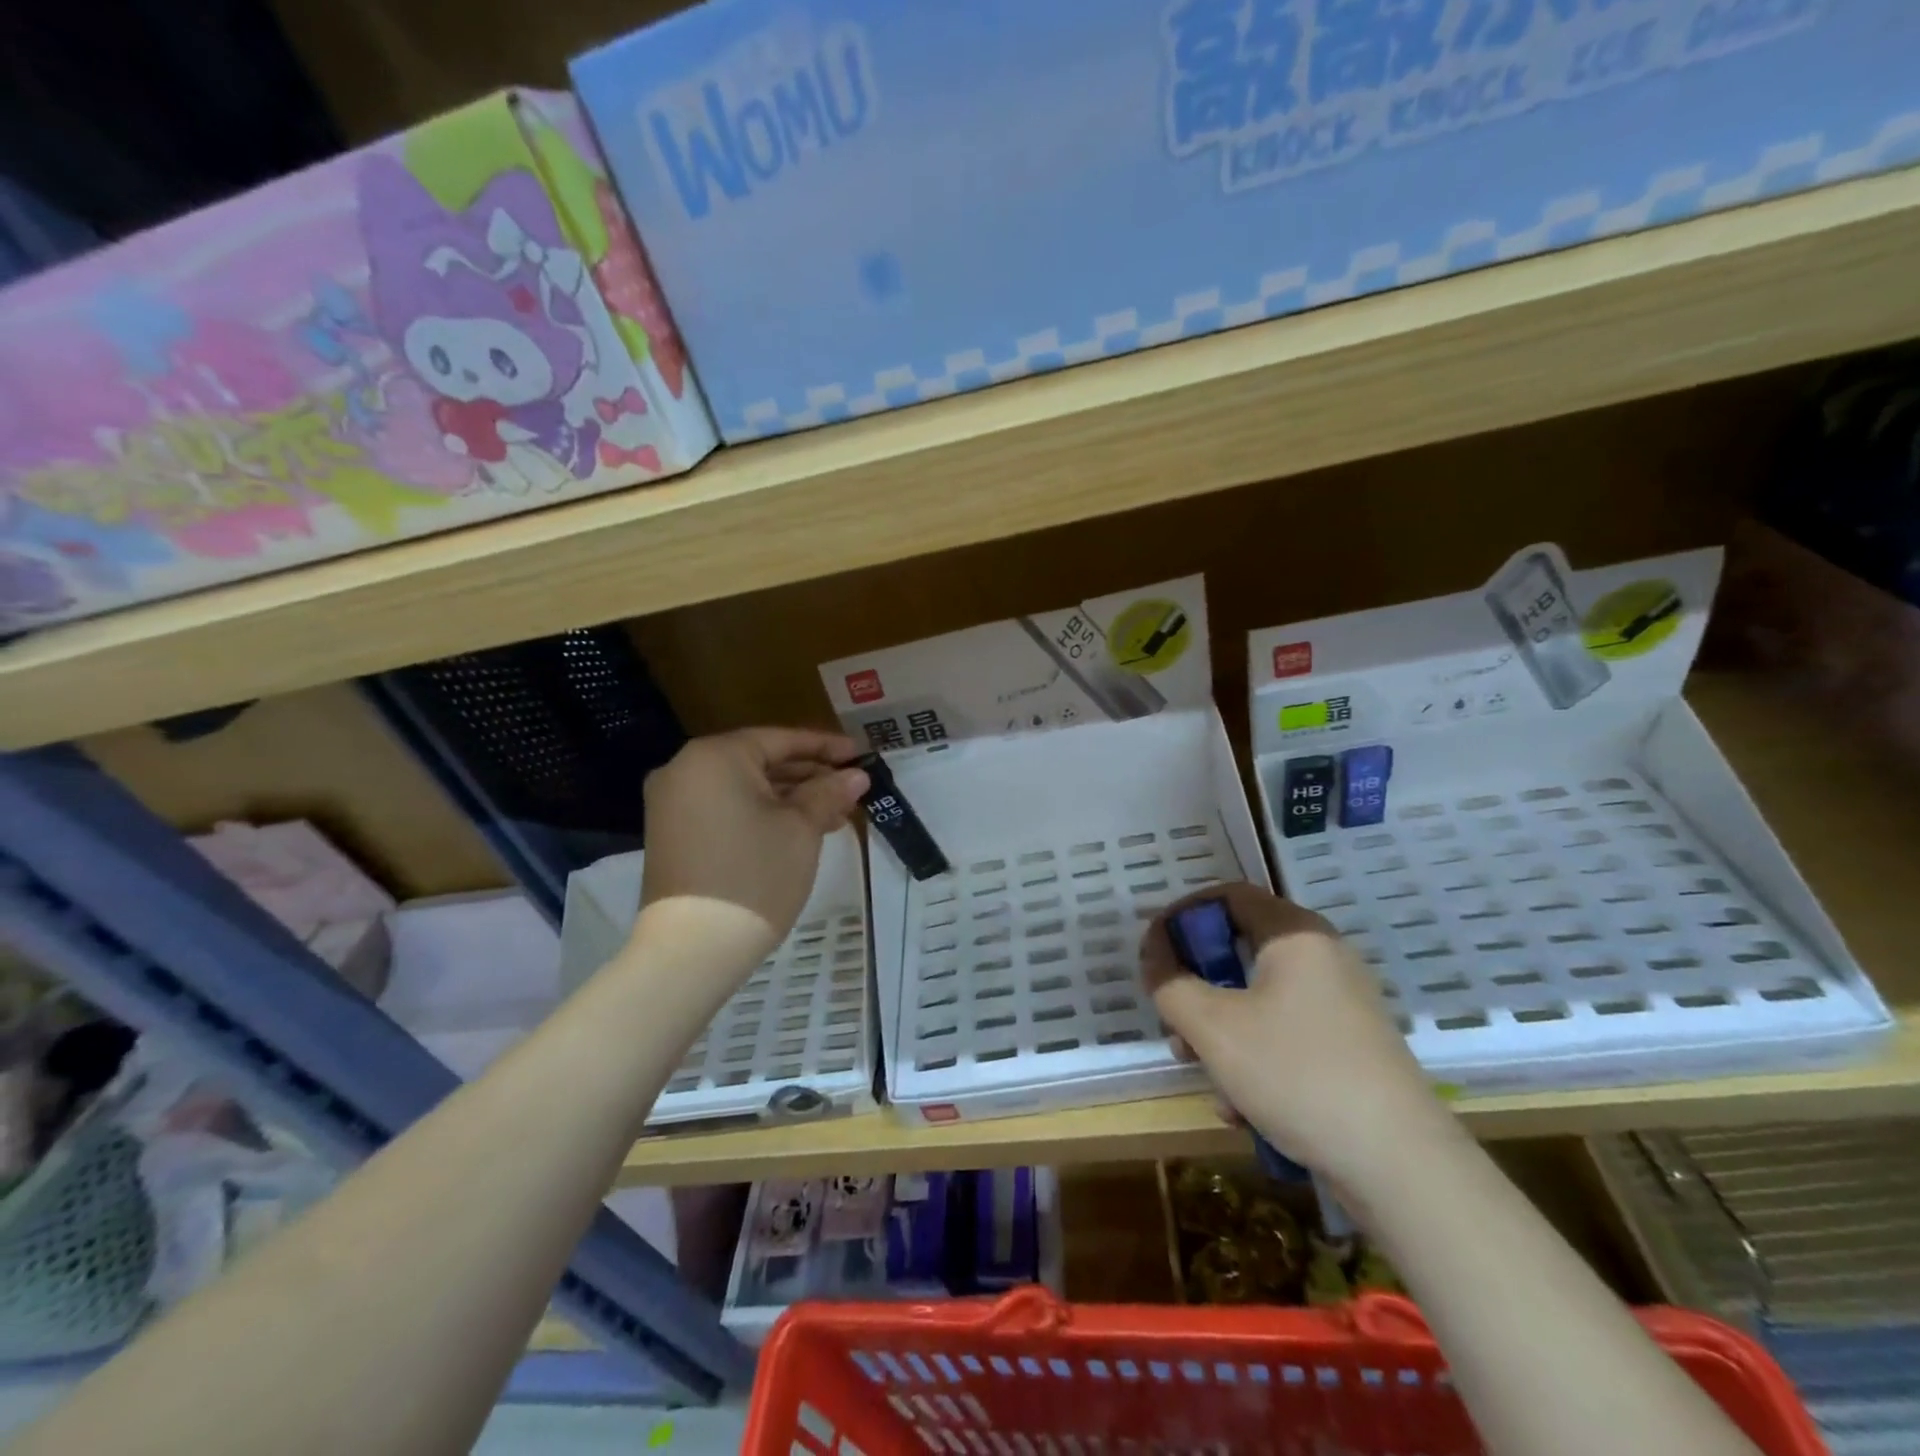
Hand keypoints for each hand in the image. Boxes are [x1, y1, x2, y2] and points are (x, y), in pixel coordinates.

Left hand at [636, 728, 867, 981]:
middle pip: (760, 762)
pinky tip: (799, 830)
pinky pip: (726, 809)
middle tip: (851, 789)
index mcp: (715, 756)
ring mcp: (673, 804)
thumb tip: (855, 776)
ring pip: (744, 788)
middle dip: (809, 776)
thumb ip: (828, 793)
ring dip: (789, 798)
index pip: (780, 739)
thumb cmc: (754, 875)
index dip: (825, 747)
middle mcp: (686, 770)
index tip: (860, 754)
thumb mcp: (801, 829)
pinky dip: (762, 814)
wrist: (692, 948)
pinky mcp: (673, 835)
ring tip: (834, 814)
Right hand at [1141, 882, 1454, 1192]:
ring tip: (1204, 1076)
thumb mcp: (1213, 1027)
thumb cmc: (1296, 1073)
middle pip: (1240, 952)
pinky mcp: (1351, 1047)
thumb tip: (1154, 957)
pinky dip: (1255, 1059)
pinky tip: (1242, 1109)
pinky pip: (1286, 1034)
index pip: (1228, 896)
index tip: (1154, 953)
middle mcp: (1323, 957)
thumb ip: (1170, 984)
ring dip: (1220, 1032)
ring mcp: (1342, 1004)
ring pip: (1258, 1000)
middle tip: (1174, 1024)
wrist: (1401, 1166)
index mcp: (1295, 935)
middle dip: (1197, 989)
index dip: (1182, 916)